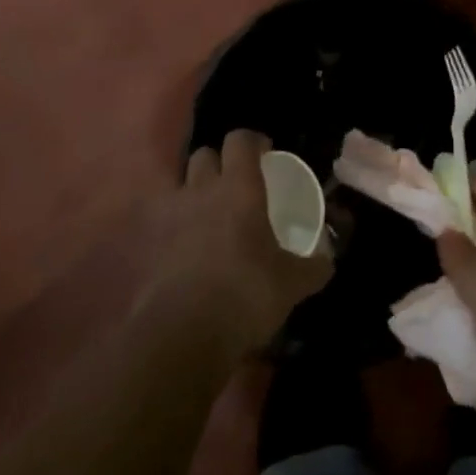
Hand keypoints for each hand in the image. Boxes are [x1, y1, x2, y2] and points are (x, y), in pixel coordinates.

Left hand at [149, 130, 333, 355]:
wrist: (183, 334)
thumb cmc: (246, 293)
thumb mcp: (291, 283)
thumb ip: (313, 266)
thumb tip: (328, 259)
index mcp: (239, 188)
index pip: (240, 140)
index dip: (252, 142)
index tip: (265, 153)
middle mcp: (201, 190)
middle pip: (204, 155)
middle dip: (218, 162)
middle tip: (234, 183)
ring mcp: (169, 215)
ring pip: (178, 182)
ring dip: (191, 189)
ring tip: (205, 211)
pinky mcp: (147, 244)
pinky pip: (158, 221)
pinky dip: (170, 224)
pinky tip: (182, 244)